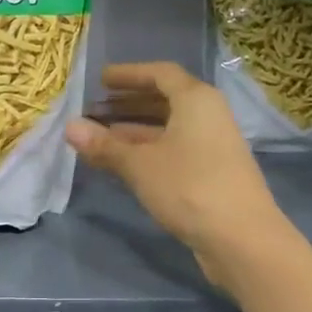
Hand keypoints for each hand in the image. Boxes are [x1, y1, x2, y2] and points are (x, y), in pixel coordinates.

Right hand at [64, 62, 290, 290]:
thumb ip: (105, 145)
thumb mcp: (140, 165)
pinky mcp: (213, 173)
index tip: (101, 80)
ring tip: (100, 137)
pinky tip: (125, 164)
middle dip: (128, 103)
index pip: (160, 73)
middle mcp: (208, 115)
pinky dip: (149, 150)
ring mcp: (213, 145)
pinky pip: (175, 149)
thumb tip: (69, 127)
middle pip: (165, 100)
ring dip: (135, 130)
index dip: (129, 74)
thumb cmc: (190, 187)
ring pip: (169, 128)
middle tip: (94, 109)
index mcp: (196, 100)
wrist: (242, 238)